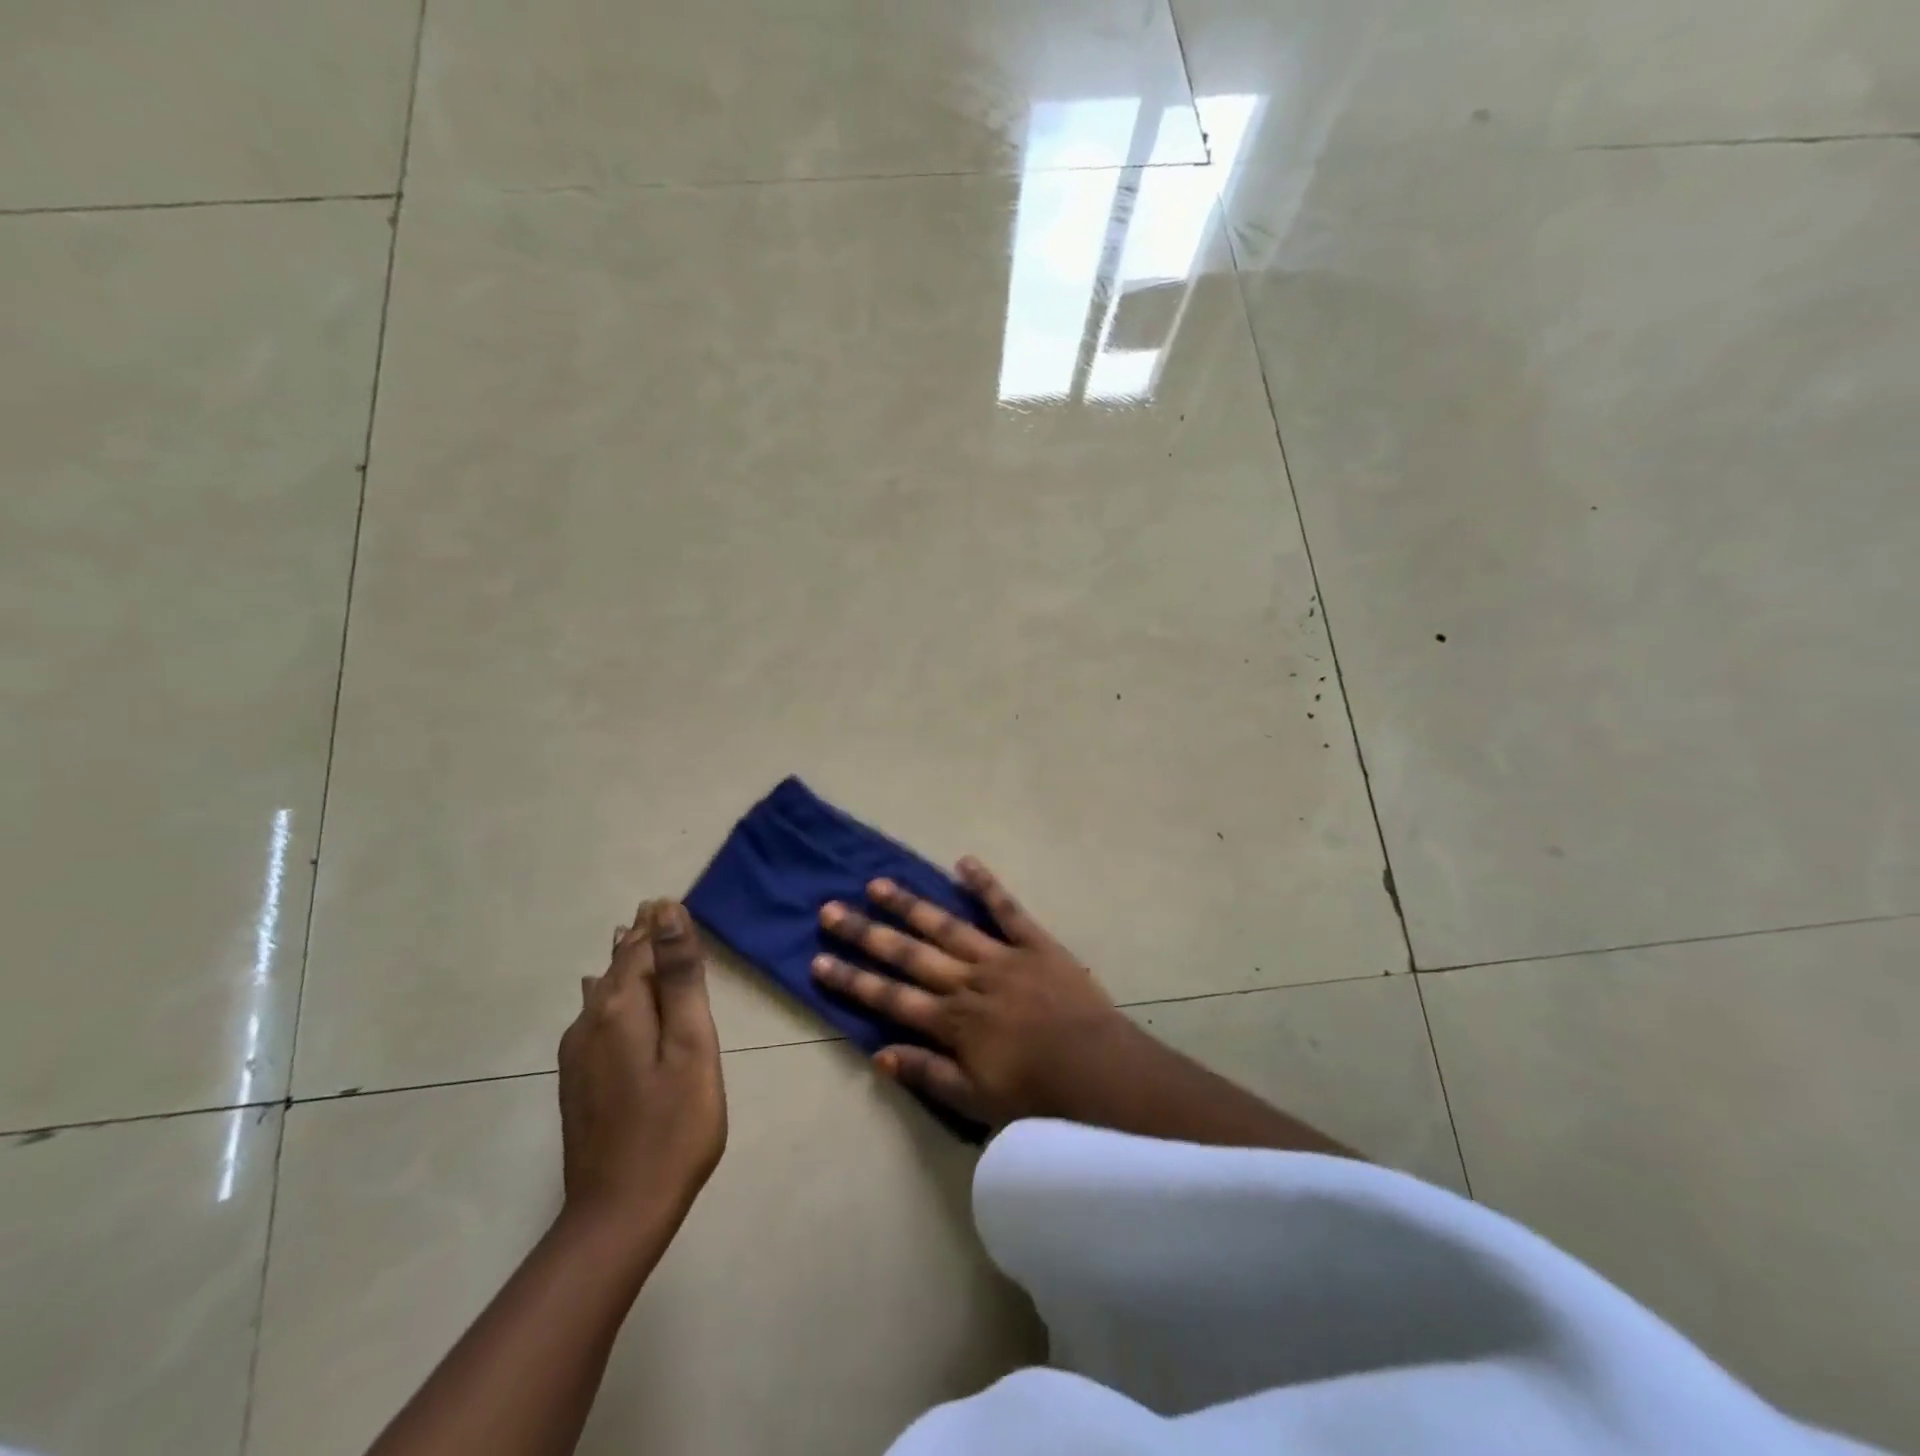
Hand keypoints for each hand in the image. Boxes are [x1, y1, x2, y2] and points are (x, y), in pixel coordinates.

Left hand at [558, 900, 726, 1240]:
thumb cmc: (674, 1125)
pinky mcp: (576, 1081)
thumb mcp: (691, 1044)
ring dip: (622, 964)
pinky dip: (609, 994)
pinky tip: (600, 994)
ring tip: (630, 937)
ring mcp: (578, 1055)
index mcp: (622, 1008)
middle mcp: (591, 1022)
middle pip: (618, 967)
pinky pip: (593, 1017)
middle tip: (653, 910)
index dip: (656, 925)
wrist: (618, 1213)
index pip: (640, 948)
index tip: (666, 900)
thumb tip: (666, 912)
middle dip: (638, 939)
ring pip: (603, 992)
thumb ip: (680, 977)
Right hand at [811, 858, 1145, 1126]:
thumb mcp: (975, 1100)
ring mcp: (1000, 956)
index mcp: (952, 1020)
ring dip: (910, 904)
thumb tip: (877, 1054)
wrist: (1099, 1071)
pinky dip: (985, 884)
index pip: (889, 997)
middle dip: (865, 933)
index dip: (851, 979)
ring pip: (945, 925)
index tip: (817, 960)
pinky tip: (963, 862)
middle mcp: (967, 981)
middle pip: (907, 954)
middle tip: (830, 909)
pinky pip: (1006, 908)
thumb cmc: (1036, 1093)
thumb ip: (926, 1073)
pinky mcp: (1034, 942)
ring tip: (877, 883)